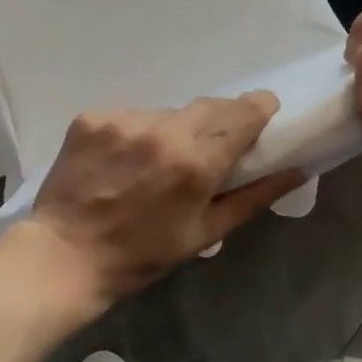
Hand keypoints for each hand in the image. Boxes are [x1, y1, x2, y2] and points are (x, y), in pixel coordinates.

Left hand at [19, 93, 305, 308]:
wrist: (65, 256)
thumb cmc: (141, 254)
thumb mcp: (205, 233)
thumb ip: (253, 197)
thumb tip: (296, 170)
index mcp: (195, 162)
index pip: (243, 114)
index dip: (259, 109)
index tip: (264, 112)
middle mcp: (162, 130)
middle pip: (208, 106)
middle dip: (219, 119)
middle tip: (211, 144)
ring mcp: (123, 120)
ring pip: (166, 112)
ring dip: (172, 130)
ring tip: (156, 162)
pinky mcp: (91, 118)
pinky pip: (130, 117)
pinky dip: (135, 133)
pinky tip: (122, 161)